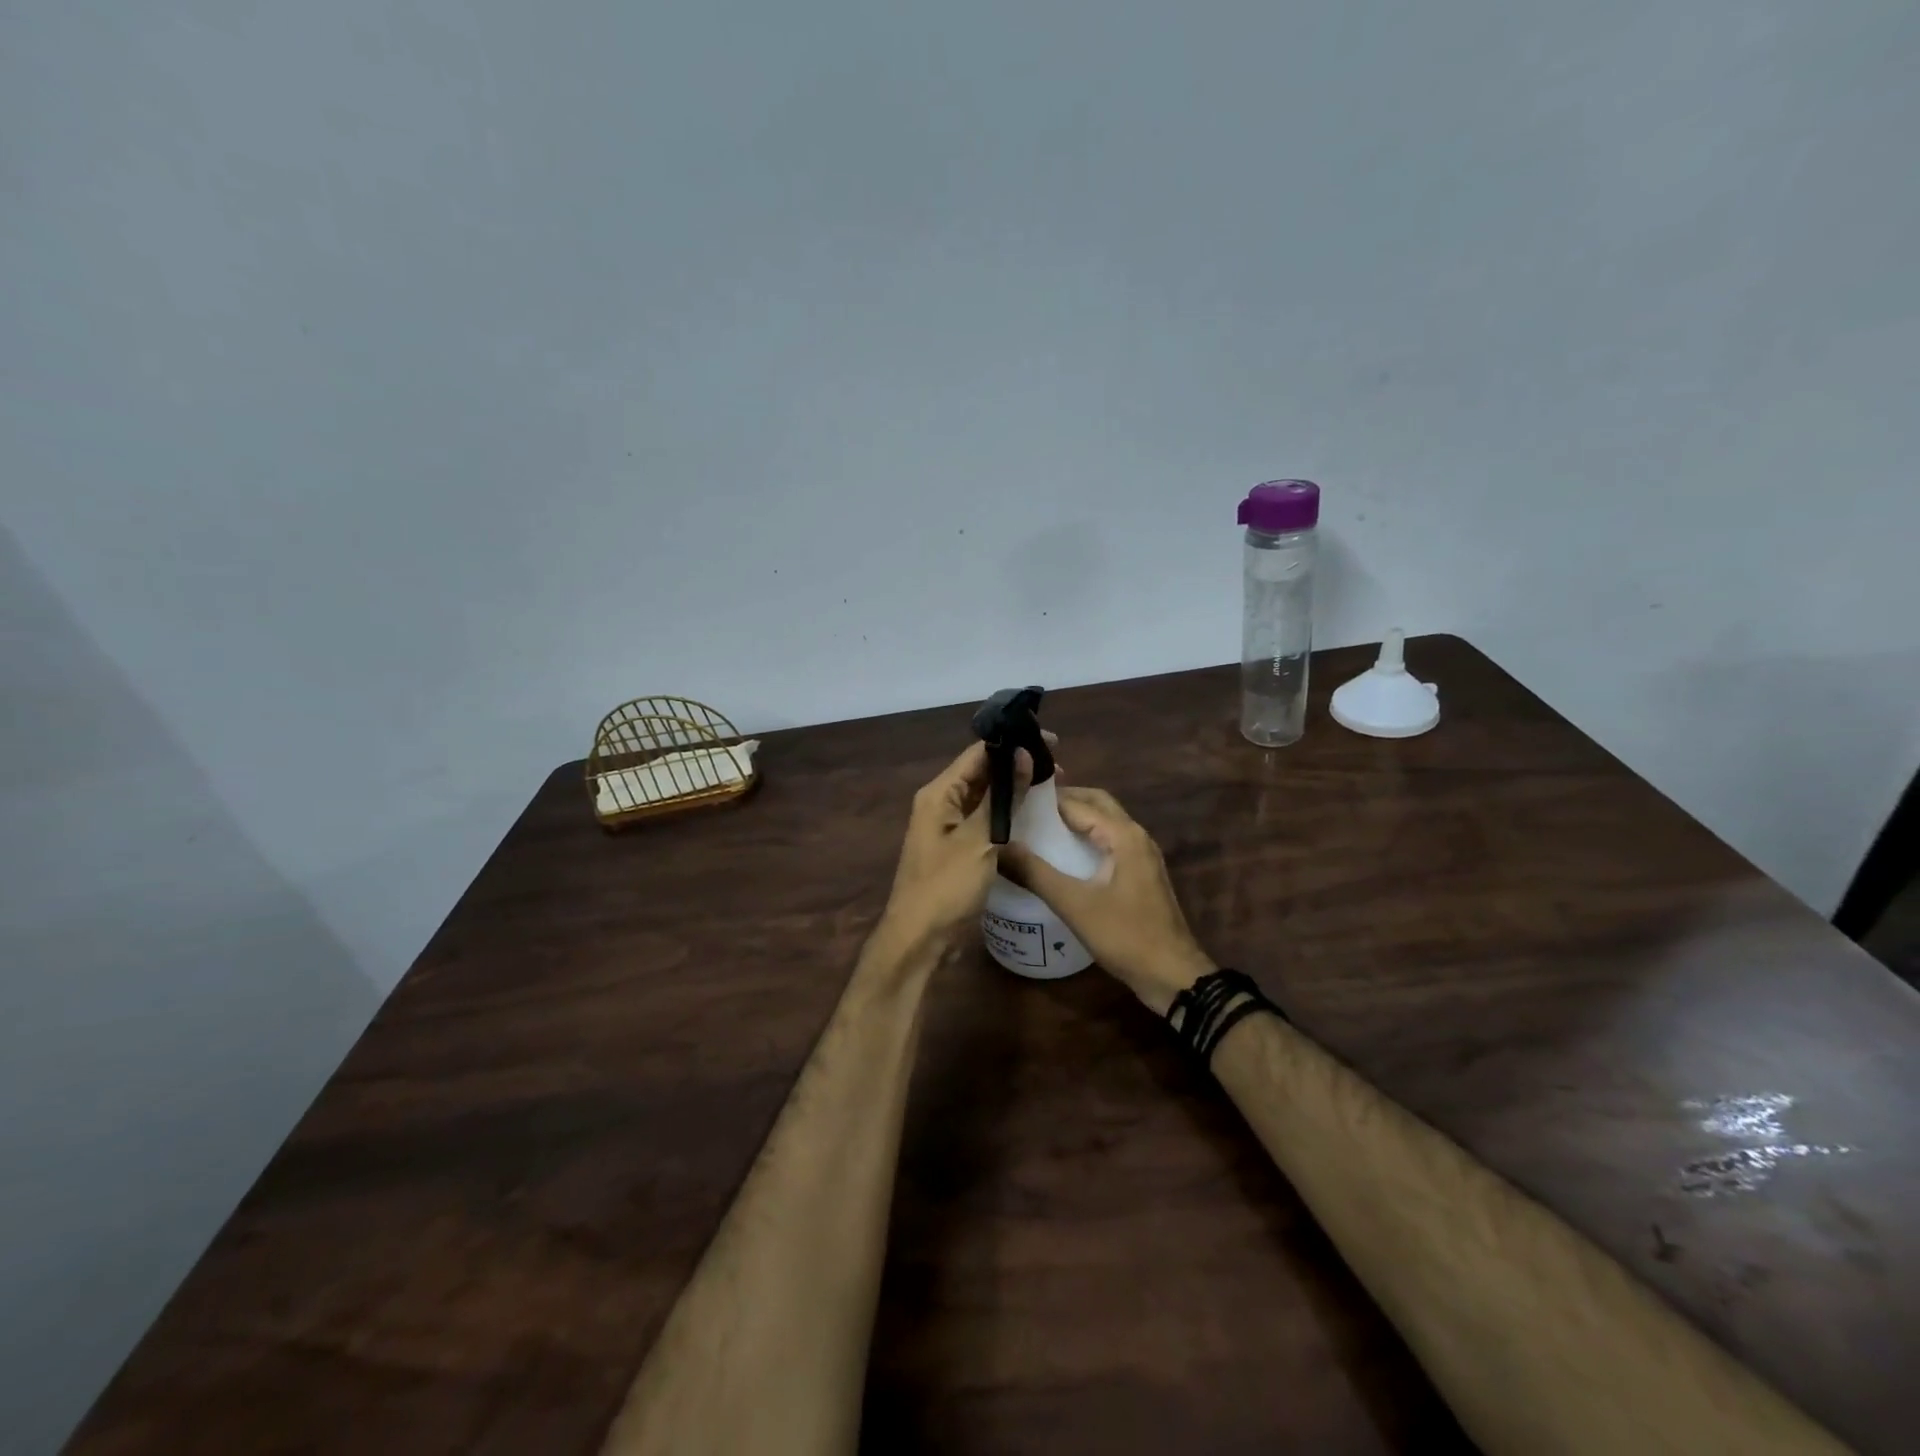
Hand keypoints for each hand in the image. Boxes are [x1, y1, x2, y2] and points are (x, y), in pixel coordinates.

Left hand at [879, 741, 1034, 947]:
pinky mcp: (959, 848)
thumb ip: (1003, 797)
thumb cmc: (946, 886)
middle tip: (1059, 769)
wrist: (920, 938)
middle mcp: (941, 803)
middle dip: (1017, 767)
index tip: (1051, 743)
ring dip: (1015, 791)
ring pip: (986, 797)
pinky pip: (985, 820)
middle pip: (982, 773)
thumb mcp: (979, 840)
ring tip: (1053, 787)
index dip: (1013, 744)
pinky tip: (1034, 817)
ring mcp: (949, 827)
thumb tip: (1023, 754)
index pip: (978, 753)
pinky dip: (1008, 815)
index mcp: (939, 793)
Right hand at [998, 786, 1215, 1014]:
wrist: (1172, 974)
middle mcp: (1136, 836)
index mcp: (1124, 835)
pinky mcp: (1141, 874)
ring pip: (1106, 823)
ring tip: (1038, 828)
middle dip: (1063, 801)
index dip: (1045, 800)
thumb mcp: (1074, 904)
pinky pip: (1111, 843)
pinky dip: (1087, 839)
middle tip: (1025, 808)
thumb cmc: (1125, 935)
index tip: (1012, 800)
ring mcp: (1143, 855)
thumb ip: (1035, 873)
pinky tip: (1064, 857)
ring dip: (1076, 819)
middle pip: (1097, 804)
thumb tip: (998, 847)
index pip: (1078, 803)